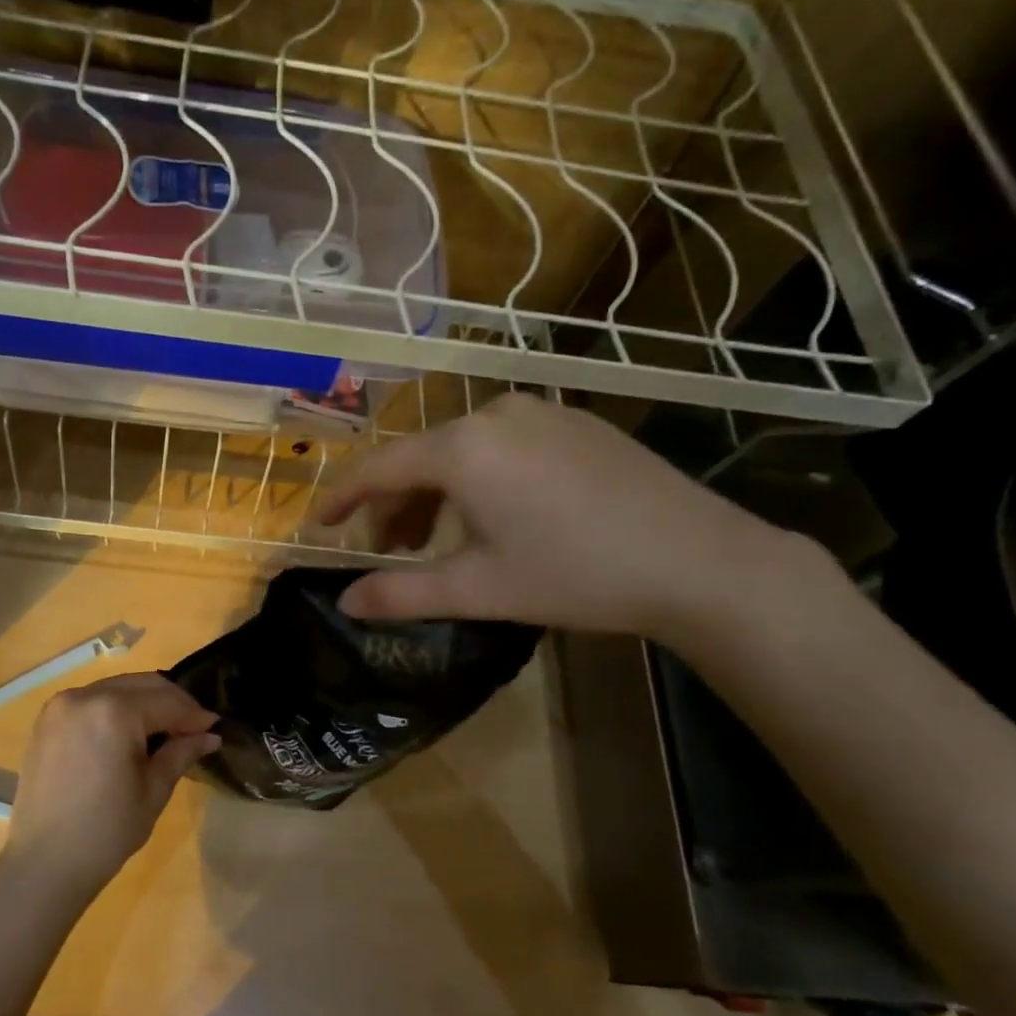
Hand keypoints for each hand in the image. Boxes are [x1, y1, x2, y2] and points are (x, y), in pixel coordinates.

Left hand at [1, 673, 218, 898]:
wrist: (44, 863)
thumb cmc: (106, 831)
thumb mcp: (153, 791)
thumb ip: (181, 753)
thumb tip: (209, 735)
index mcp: (114, 712)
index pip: (167, 702)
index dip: (195, 715)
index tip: (215, 728)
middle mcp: (84, 696)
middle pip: (142, 685)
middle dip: (172, 703)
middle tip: (194, 728)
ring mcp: (60, 706)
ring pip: (117, 689)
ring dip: (144, 703)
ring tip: (164, 732)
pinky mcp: (47, 720)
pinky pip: (92, 701)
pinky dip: (116, 709)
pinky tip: (129, 734)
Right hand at [318, 392, 800, 642]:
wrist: (698, 561)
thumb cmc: (573, 575)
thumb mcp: (476, 590)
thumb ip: (400, 595)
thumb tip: (345, 603)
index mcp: (462, 448)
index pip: (378, 467)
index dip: (341, 497)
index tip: (318, 526)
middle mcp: (494, 413)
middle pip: (419, 457)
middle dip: (393, 506)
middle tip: (386, 553)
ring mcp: (540, 412)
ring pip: (460, 451)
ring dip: (434, 496)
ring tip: (436, 543)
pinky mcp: (575, 423)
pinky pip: (500, 446)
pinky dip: (476, 480)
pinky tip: (492, 518)